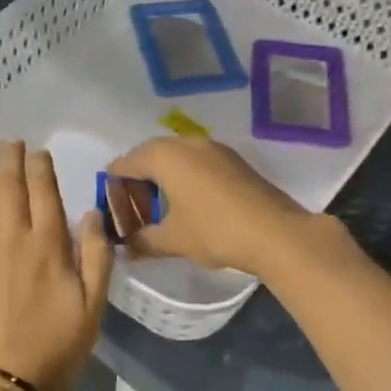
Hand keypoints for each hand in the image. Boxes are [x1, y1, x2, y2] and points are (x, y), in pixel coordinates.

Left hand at [0, 140, 112, 390]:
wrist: (4, 382)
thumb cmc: (56, 348)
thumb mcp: (93, 308)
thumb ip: (96, 257)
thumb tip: (93, 213)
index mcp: (50, 247)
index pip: (45, 194)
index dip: (41, 168)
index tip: (38, 149)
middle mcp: (15, 239)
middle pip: (12, 188)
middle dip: (11, 159)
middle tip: (9, 138)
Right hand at [107, 137, 325, 280]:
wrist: (276, 232)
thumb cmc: (214, 231)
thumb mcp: (172, 240)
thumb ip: (141, 241)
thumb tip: (123, 248)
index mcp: (163, 156)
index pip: (123, 164)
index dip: (113, 189)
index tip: (113, 214)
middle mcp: (185, 142)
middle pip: (147, 156)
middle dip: (137, 182)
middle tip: (134, 213)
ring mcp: (212, 148)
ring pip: (174, 157)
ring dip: (161, 179)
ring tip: (160, 211)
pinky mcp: (232, 159)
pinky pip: (195, 161)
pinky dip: (184, 178)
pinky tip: (188, 205)